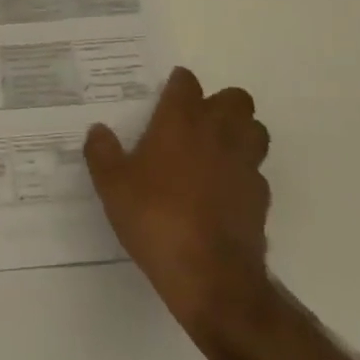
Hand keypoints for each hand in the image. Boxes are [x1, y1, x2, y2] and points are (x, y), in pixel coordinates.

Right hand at [84, 67, 271, 331]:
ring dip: (241, 133)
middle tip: (197, 122)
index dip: (178, 85)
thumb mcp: (112, 187)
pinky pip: (257, 172)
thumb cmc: (155, 218)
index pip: (187, 83)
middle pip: (235, 99)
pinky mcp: (261, 197)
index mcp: (180, 121)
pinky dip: (244, 174)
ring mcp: (245, 164)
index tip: (167, 95)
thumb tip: (98, 130)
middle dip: (220, 104)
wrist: (210, 275)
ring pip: (256, 130)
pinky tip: (225, 191)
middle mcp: (218, 133)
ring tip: (217, 150)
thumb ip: (102, 153)